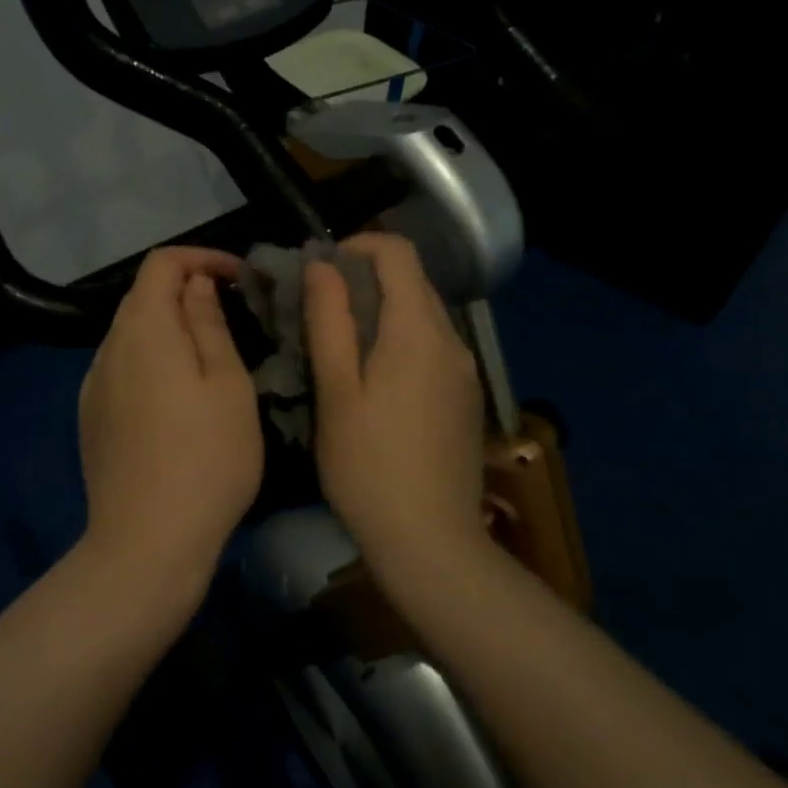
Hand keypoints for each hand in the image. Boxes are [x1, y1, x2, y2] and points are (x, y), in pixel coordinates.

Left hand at [78, 246, 263, 593]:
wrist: (147, 542)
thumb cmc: (206, 458)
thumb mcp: (228, 384)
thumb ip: (208, 323)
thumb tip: (195, 284)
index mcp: (143, 329)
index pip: (162, 263)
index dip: (202, 258)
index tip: (240, 279)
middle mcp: (108, 348)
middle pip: (143, 297)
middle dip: (187, 292)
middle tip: (233, 315)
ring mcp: (93, 385)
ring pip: (132, 334)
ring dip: (169, 328)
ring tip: (209, 356)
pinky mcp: (91, 418)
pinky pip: (122, 368)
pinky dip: (152, 360)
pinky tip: (176, 397)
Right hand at [304, 233, 485, 570]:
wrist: (431, 541)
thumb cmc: (369, 465)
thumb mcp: (336, 391)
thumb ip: (330, 321)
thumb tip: (322, 265)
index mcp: (418, 330)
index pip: (398, 253)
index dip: (358, 245)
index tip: (322, 269)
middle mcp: (451, 340)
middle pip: (413, 281)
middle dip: (366, 278)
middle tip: (321, 307)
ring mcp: (465, 370)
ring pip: (423, 315)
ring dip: (383, 310)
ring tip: (341, 343)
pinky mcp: (466, 397)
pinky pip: (433, 346)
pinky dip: (401, 339)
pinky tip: (374, 379)